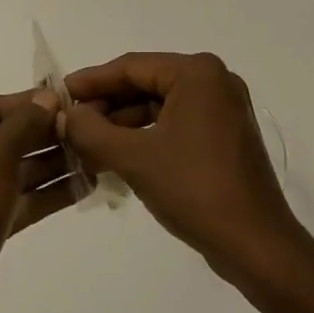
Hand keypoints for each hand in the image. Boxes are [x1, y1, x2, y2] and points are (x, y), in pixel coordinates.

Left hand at [0, 91, 73, 312]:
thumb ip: (24, 124)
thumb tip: (48, 97)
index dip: (30, 103)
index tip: (71, 101)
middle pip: (3, 138)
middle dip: (45, 135)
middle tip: (90, 129)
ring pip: (14, 171)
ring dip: (52, 164)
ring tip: (96, 155)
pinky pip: (17, 201)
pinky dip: (47, 194)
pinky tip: (84, 185)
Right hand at [62, 52, 308, 289]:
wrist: (256, 245)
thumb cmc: (195, 190)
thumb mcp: (135, 158)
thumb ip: (92, 131)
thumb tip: (64, 114)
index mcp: (197, 73)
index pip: (132, 67)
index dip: (91, 81)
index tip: (57, 94)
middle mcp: (214, 80)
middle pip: (146, 84)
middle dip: (106, 105)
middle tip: (68, 123)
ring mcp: (223, 108)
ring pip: (159, 106)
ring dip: (123, 124)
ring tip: (85, 144)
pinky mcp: (225, 135)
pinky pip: (175, 124)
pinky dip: (146, 137)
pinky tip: (116, 156)